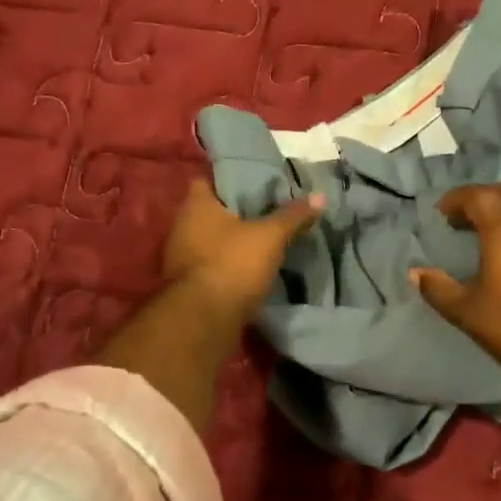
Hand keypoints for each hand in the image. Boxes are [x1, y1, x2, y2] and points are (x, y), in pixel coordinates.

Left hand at [162, 178, 323, 325]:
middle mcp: (181, 227)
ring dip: (230, 242)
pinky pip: (209, 266)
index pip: (207, 180)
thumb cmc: (232, 265)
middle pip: (209, 212)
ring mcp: (179, 258)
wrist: (203, 320)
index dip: (230, 180)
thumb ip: (292, 216)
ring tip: (260, 241)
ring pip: (209, 241)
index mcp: (196, 206)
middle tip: (265, 212)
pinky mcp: (186, 285)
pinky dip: (226, 265)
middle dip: (234, 213)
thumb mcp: (270, 237)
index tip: (254, 185)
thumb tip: (320, 196)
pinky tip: (248, 269)